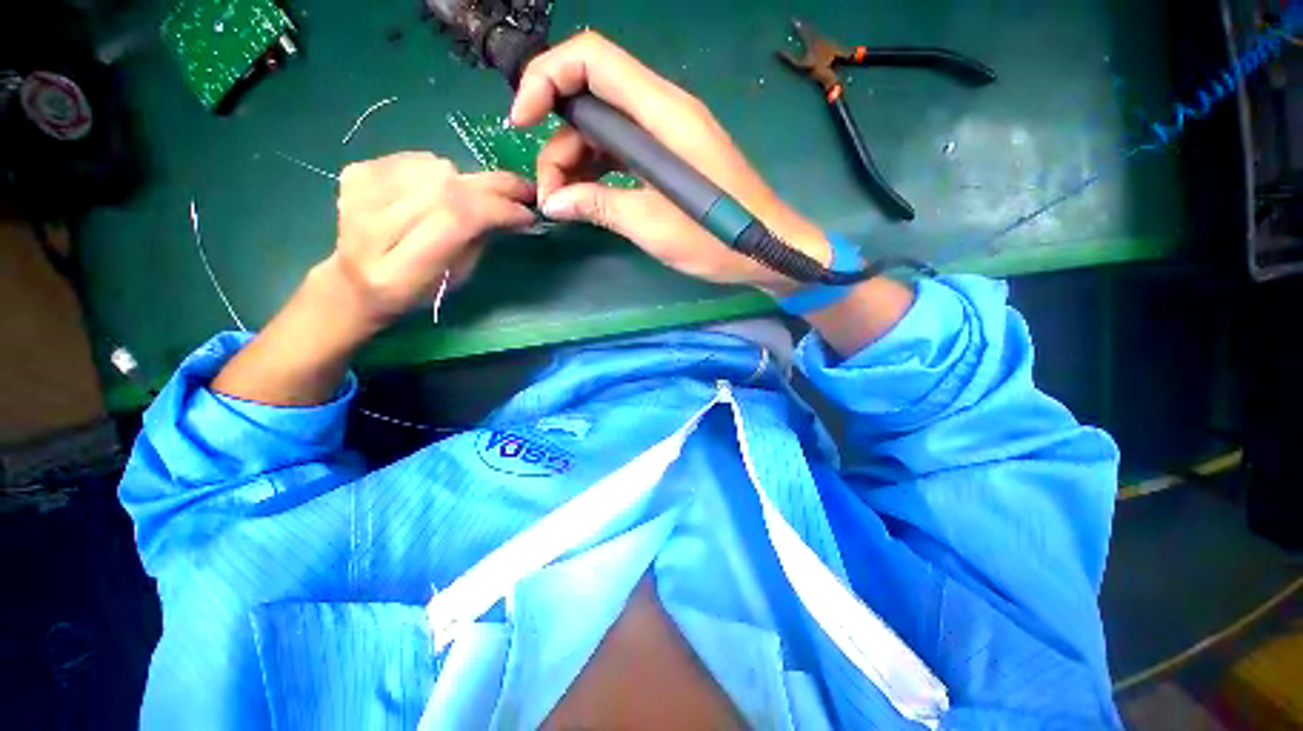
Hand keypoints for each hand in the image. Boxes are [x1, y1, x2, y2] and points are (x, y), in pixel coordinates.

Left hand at [327, 152, 535, 334]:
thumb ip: (479, 241)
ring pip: (434, 168)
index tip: (527, 213)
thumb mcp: (457, 278)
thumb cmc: (417, 289)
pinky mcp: (356, 172)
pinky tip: (442, 190)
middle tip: (524, 191)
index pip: (456, 218)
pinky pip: (416, 159)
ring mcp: (359, 193)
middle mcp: (372, 226)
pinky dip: (441, 171)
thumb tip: (514, 211)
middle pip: (445, 188)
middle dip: (494, 187)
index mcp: (400, 268)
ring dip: (467, 181)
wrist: (356, 279)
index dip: (497, 209)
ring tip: (479, 197)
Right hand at [511, 31, 828, 294]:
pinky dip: (599, 172)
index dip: (546, 77)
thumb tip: (554, 203)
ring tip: (566, 205)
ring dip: (576, 162)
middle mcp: (663, 112)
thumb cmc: (718, 239)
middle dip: (558, 140)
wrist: (767, 250)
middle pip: (591, 98)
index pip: (592, 59)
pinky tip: (588, 199)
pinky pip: (622, 151)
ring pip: (604, 129)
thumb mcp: (653, 226)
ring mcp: (668, 136)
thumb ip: (600, 206)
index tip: (521, 122)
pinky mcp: (670, 159)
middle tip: (551, 194)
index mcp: (663, 115)